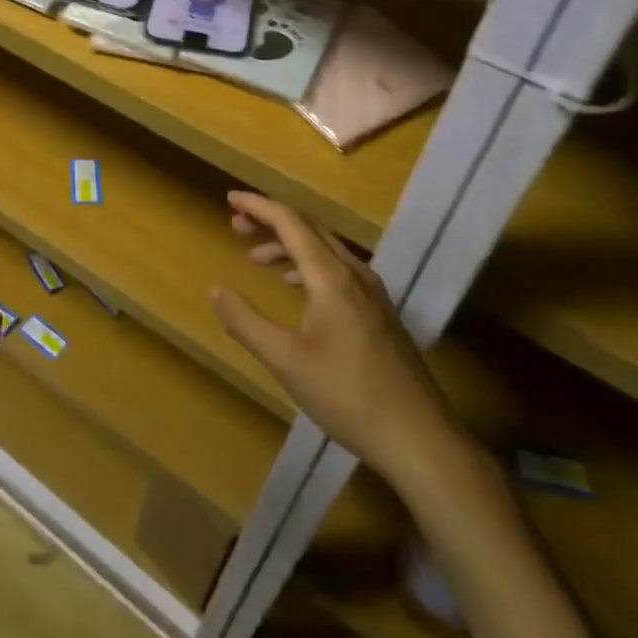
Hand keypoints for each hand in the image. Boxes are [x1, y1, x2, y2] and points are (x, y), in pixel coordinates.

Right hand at [212, 192, 461, 489]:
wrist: (421, 439)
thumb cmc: (349, 396)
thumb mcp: (286, 361)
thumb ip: (246, 322)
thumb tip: (216, 289)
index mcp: (331, 276)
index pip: (290, 222)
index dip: (258, 206)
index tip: (230, 198)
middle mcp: (354, 273)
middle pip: (308, 228)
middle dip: (270, 221)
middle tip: (236, 225)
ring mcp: (372, 292)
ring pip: (324, 249)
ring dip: (288, 244)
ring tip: (255, 258)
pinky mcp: (379, 312)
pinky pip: (337, 269)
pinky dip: (307, 264)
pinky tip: (294, 285)